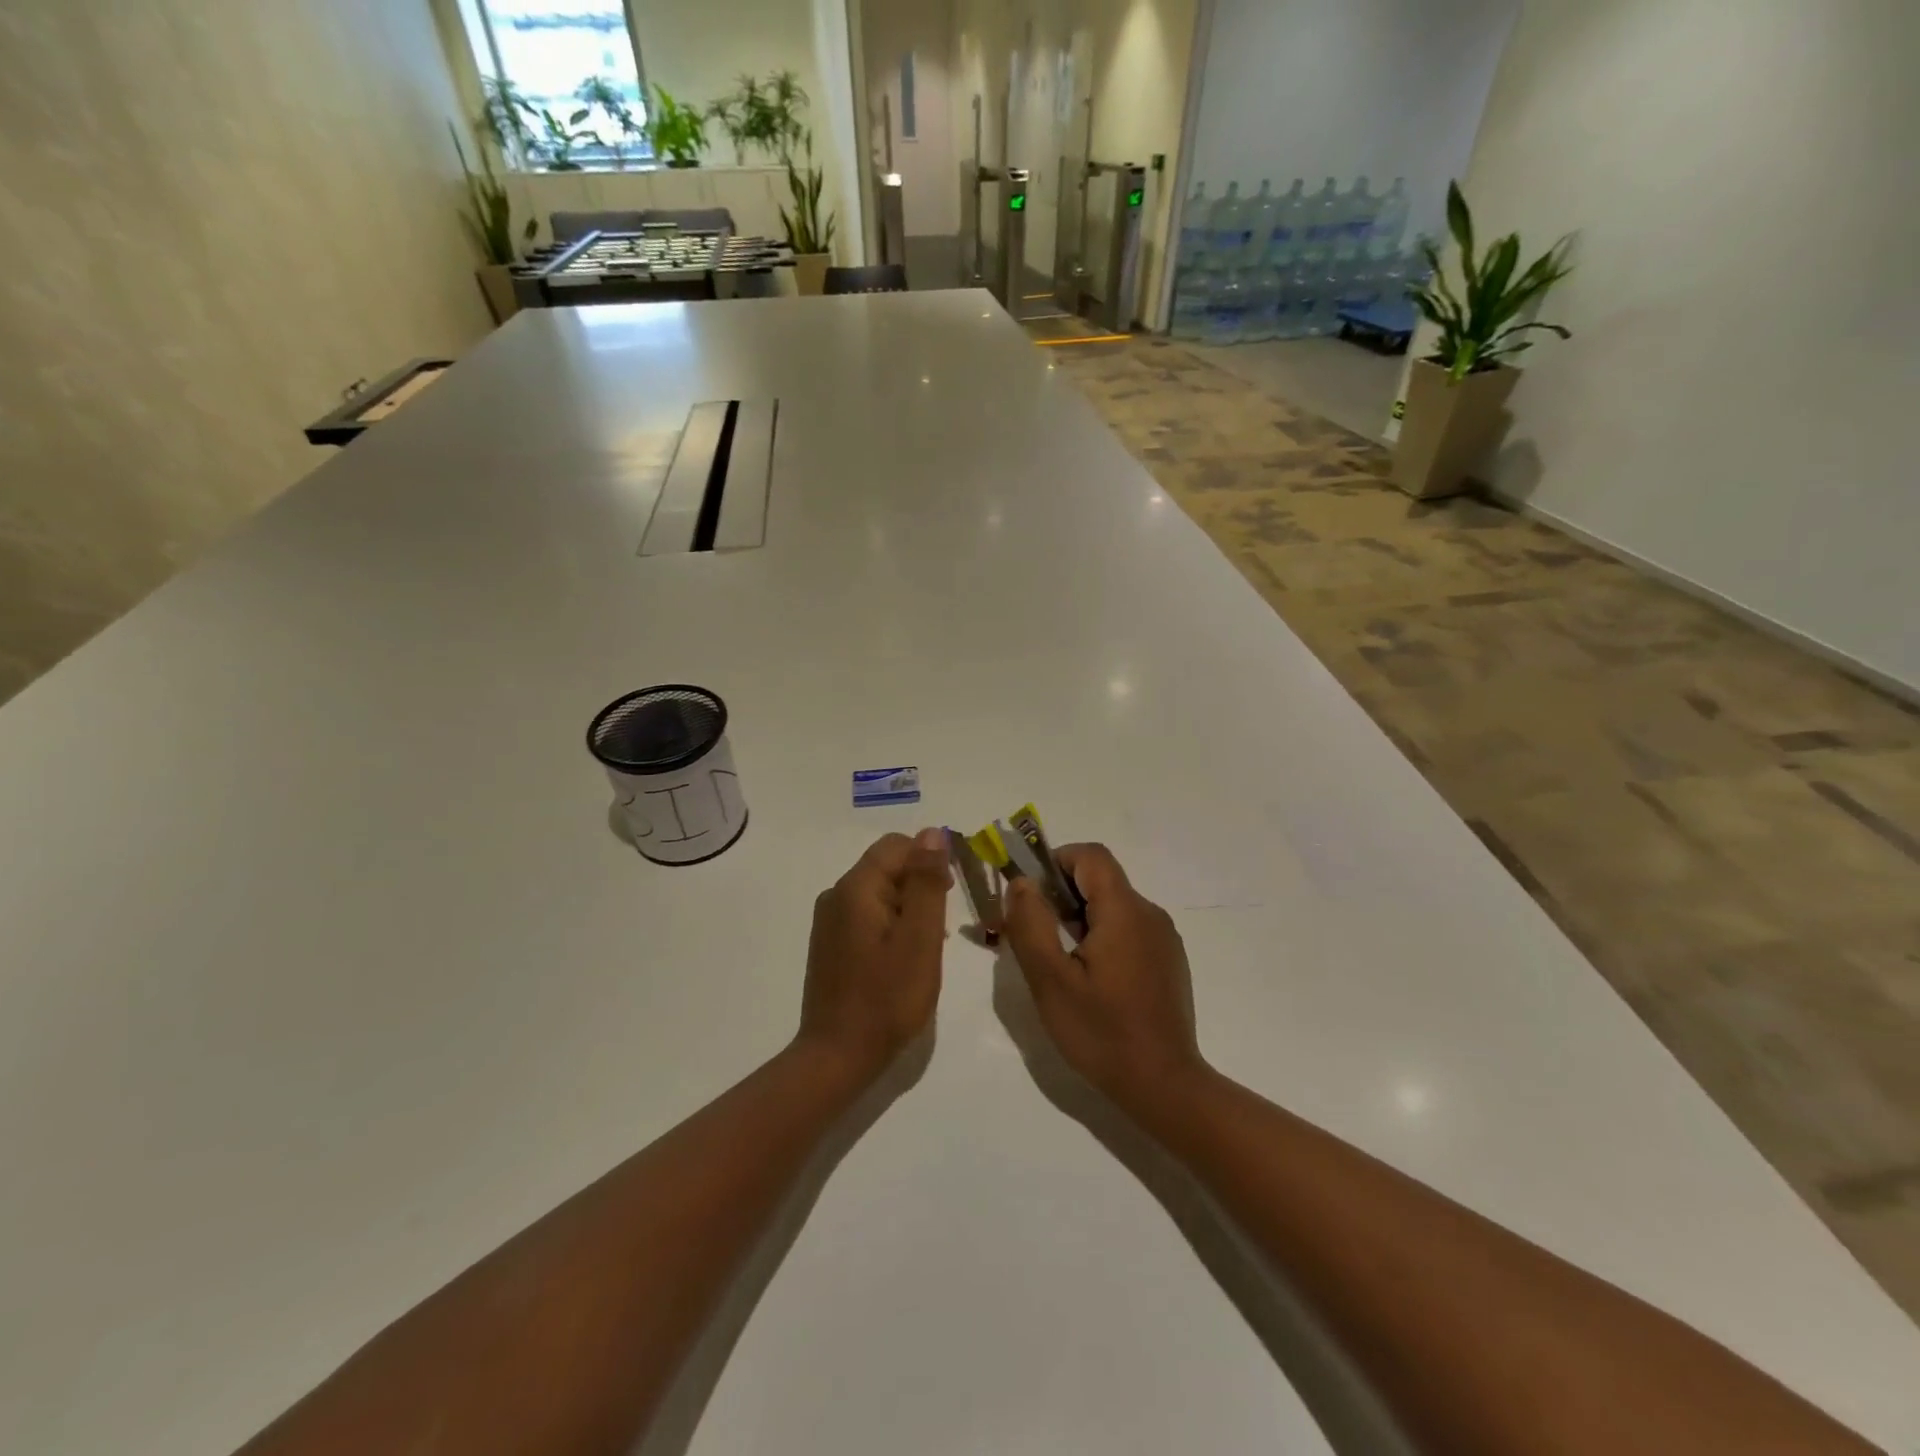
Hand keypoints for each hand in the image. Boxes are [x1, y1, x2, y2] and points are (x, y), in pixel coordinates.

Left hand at [798, 828, 951, 1081]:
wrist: (838, 1056)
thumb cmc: (887, 998)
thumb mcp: (920, 938)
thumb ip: (927, 882)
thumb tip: (932, 833)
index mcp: (856, 888)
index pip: (897, 845)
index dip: (930, 860)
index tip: (952, 894)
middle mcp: (836, 895)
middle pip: (887, 866)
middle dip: (920, 885)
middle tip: (941, 927)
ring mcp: (829, 921)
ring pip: (880, 892)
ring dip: (909, 906)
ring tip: (927, 945)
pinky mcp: (830, 943)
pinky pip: (868, 915)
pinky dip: (892, 924)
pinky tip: (904, 957)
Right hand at [1002, 844, 1206, 1113]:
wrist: (1164, 1087)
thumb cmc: (1102, 1033)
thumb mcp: (1051, 980)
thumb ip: (1031, 923)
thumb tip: (1021, 882)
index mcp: (1124, 911)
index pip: (1091, 856)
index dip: (1056, 861)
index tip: (1030, 894)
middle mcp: (1150, 914)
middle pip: (1101, 880)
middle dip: (1062, 896)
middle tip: (1037, 936)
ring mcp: (1163, 939)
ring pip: (1113, 907)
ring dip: (1081, 919)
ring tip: (1060, 964)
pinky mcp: (1168, 962)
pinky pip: (1129, 930)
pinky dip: (1102, 938)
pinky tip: (1091, 981)